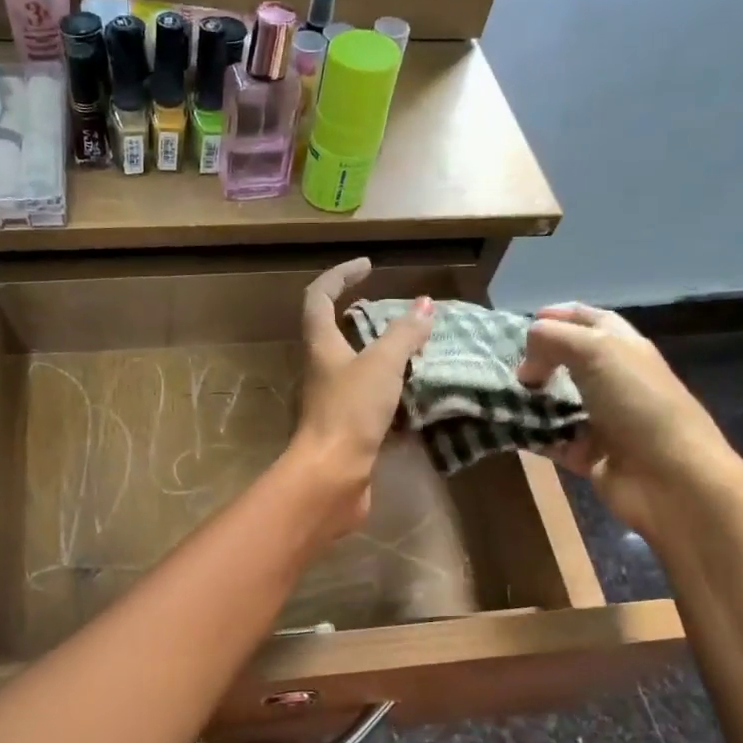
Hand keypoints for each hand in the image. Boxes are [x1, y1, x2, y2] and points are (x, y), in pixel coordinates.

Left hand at [287, 258, 433, 537]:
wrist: (331, 476)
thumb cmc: (350, 413)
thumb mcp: (382, 366)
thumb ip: (404, 335)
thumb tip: (423, 305)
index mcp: (320, 345)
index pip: (319, 296)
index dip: (339, 276)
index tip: (369, 266)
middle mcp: (321, 369)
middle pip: (335, 332)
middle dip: (366, 317)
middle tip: (402, 314)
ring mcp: (331, 400)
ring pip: (356, 367)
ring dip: (383, 355)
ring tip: (419, 350)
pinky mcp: (346, 426)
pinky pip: (369, 398)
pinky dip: (392, 389)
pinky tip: (419, 393)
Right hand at [519, 304, 742, 539]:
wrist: (671, 479)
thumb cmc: (638, 404)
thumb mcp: (596, 351)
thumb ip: (553, 340)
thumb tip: (526, 366)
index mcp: (623, 348)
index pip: (589, 320)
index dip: (558, 315)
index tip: (522, 323)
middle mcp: (614, 380)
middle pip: (569, 361)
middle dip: (536, 359)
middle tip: (503, 364)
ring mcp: (602, 420)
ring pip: (556, 402)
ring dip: (528, 399)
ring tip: (494, 395)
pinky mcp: (588, 455)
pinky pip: (551, 440)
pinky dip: (529, 436)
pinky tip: (504, 429)